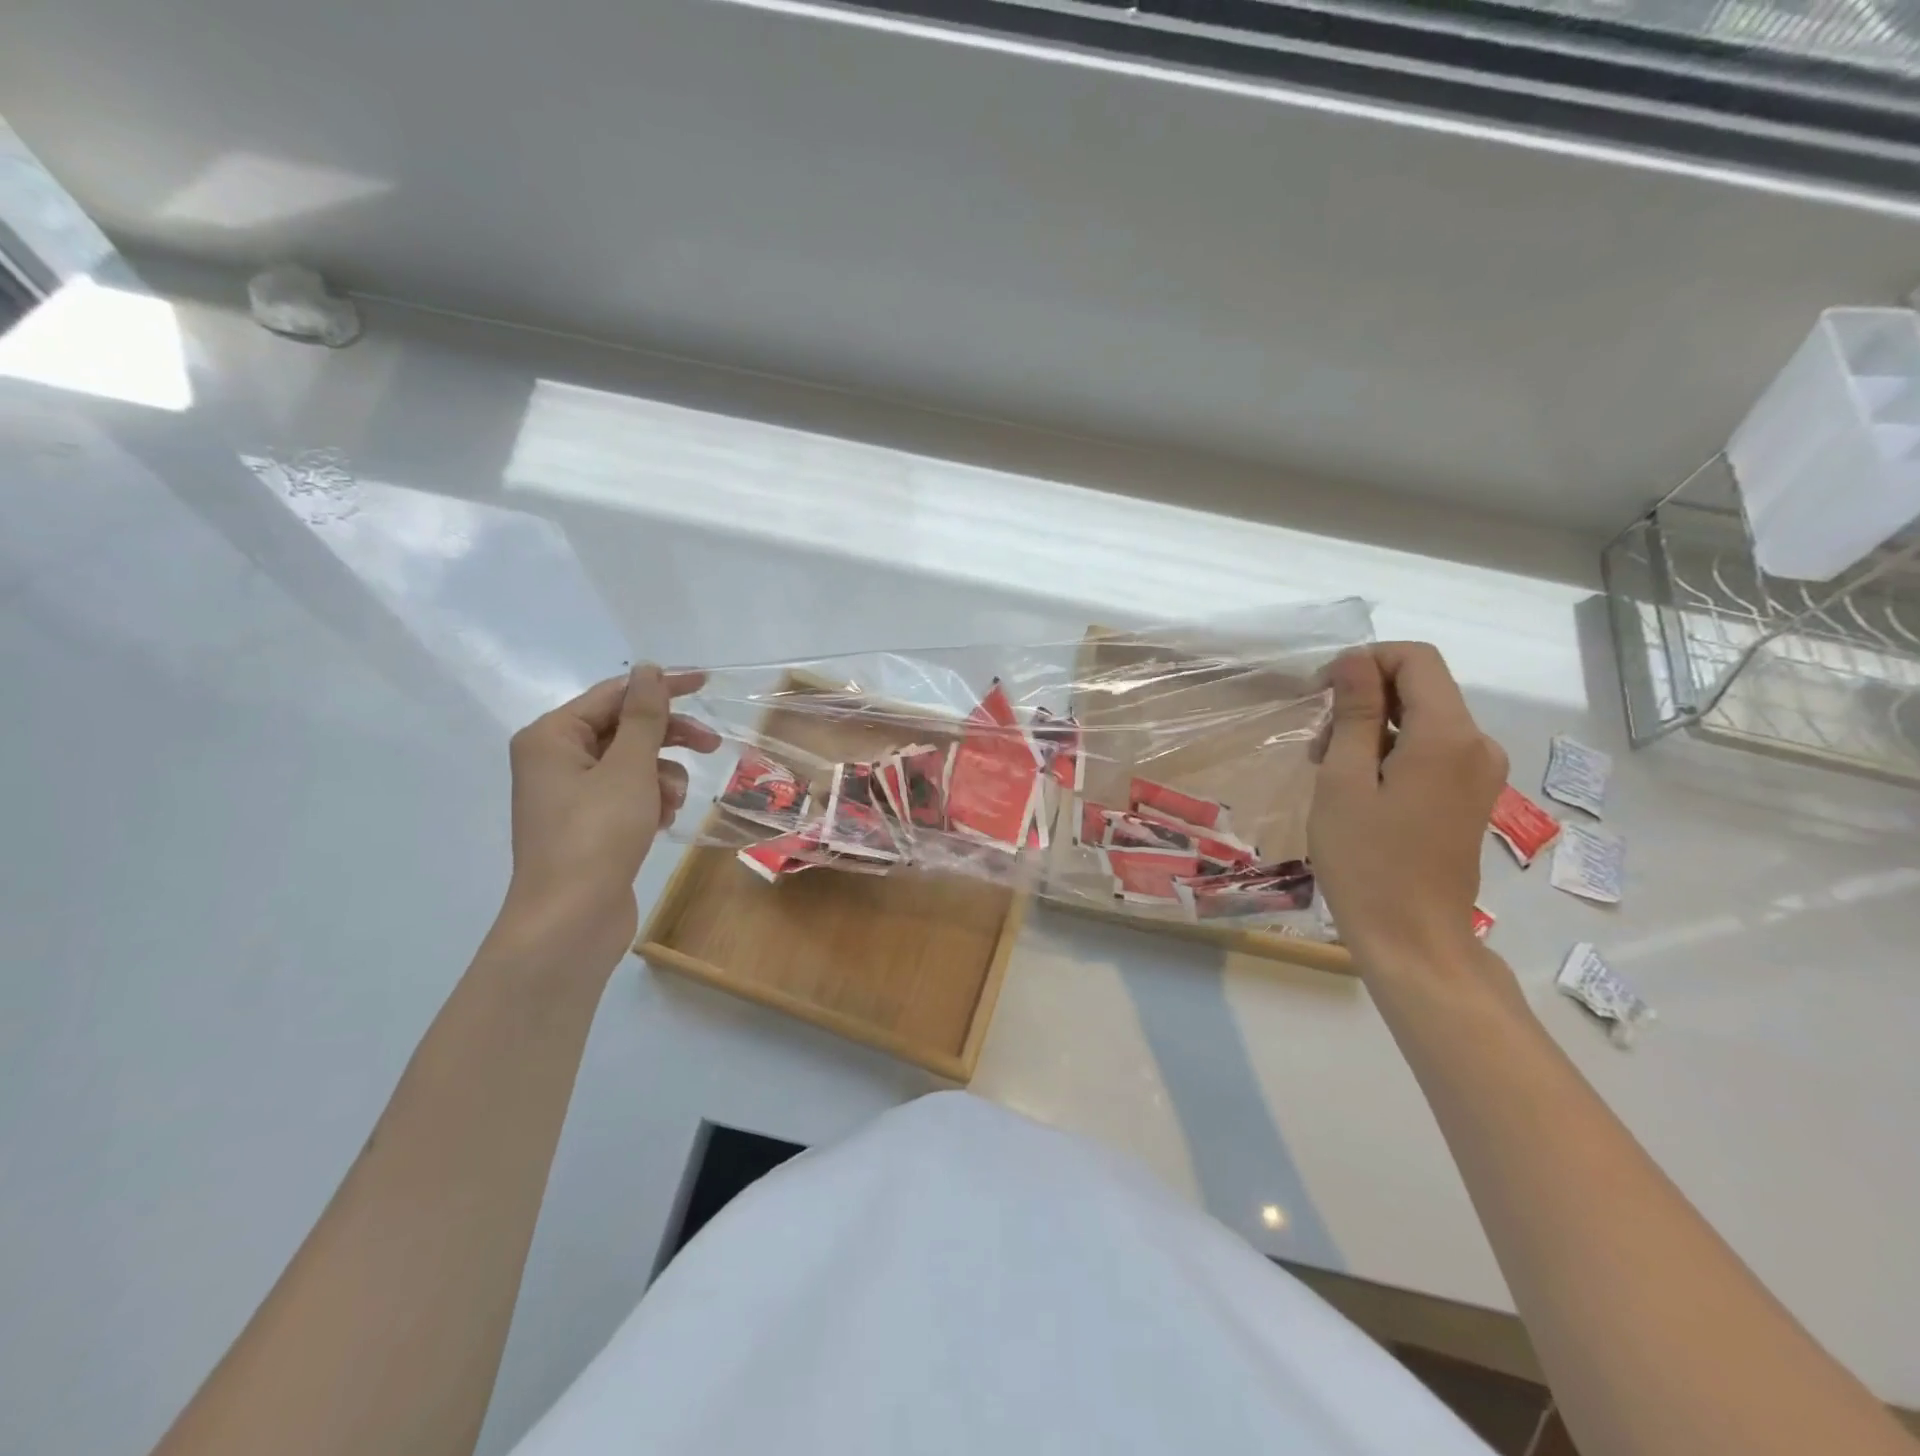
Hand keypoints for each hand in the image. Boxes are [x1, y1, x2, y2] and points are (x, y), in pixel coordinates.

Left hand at [498, 665, 718, 968]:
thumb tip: (647, 669)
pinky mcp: (587, 824)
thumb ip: (643, 716)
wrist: (571, 920)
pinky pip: (627, 793)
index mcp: (552, 736)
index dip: (662, 687)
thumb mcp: (629, 768)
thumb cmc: (596, 835)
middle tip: (713, 745)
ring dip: (662, 776)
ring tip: (671, 803)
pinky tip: (661, 822)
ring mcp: (570, 794)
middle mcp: (555, 759)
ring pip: (631, 764)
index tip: (706, 683)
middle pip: (624, 729)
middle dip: (669, 739)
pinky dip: (650, 800)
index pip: (615, 695)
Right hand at [1308, 643, 1507, 980]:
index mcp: (1448, 736)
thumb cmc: (1366, 859)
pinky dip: (1392, 752)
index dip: (1366, 661)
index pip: (1416, 659)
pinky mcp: (1471, 795)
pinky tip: (1358, 786)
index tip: (1322, 693)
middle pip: (1421, 687)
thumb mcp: (1343, 780)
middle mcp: (1477, 744)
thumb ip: (1354, 713)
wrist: (1412, 937)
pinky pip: (1432, 750)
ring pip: (1423, 719)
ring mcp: (1479, 772)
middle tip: (1317, 742)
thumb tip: (1355, 660)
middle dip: (1365, 698)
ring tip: (1329, 769)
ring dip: (1373, 728)